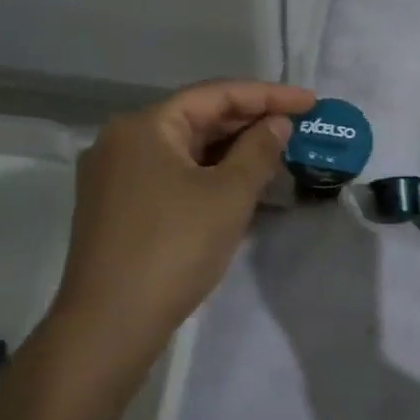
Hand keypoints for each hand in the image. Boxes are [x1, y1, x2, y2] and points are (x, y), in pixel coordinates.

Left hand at [50, 79, 315, 371]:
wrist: (109, 326)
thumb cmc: (173, 249)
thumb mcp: (228, 196)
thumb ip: (258, 151)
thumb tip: (276, 123)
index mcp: (145, 125)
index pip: (215, 94)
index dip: (268, 95)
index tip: (310, 102)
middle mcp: (122, 140)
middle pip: (196, 118)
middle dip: (249, 122)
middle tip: (297, 127)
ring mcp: (114, 175)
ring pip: (183, 149)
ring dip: (229, 151)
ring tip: (275, 153)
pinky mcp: (115, 207)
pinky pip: (170, 174)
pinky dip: (206, 174)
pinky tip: (237, 184)